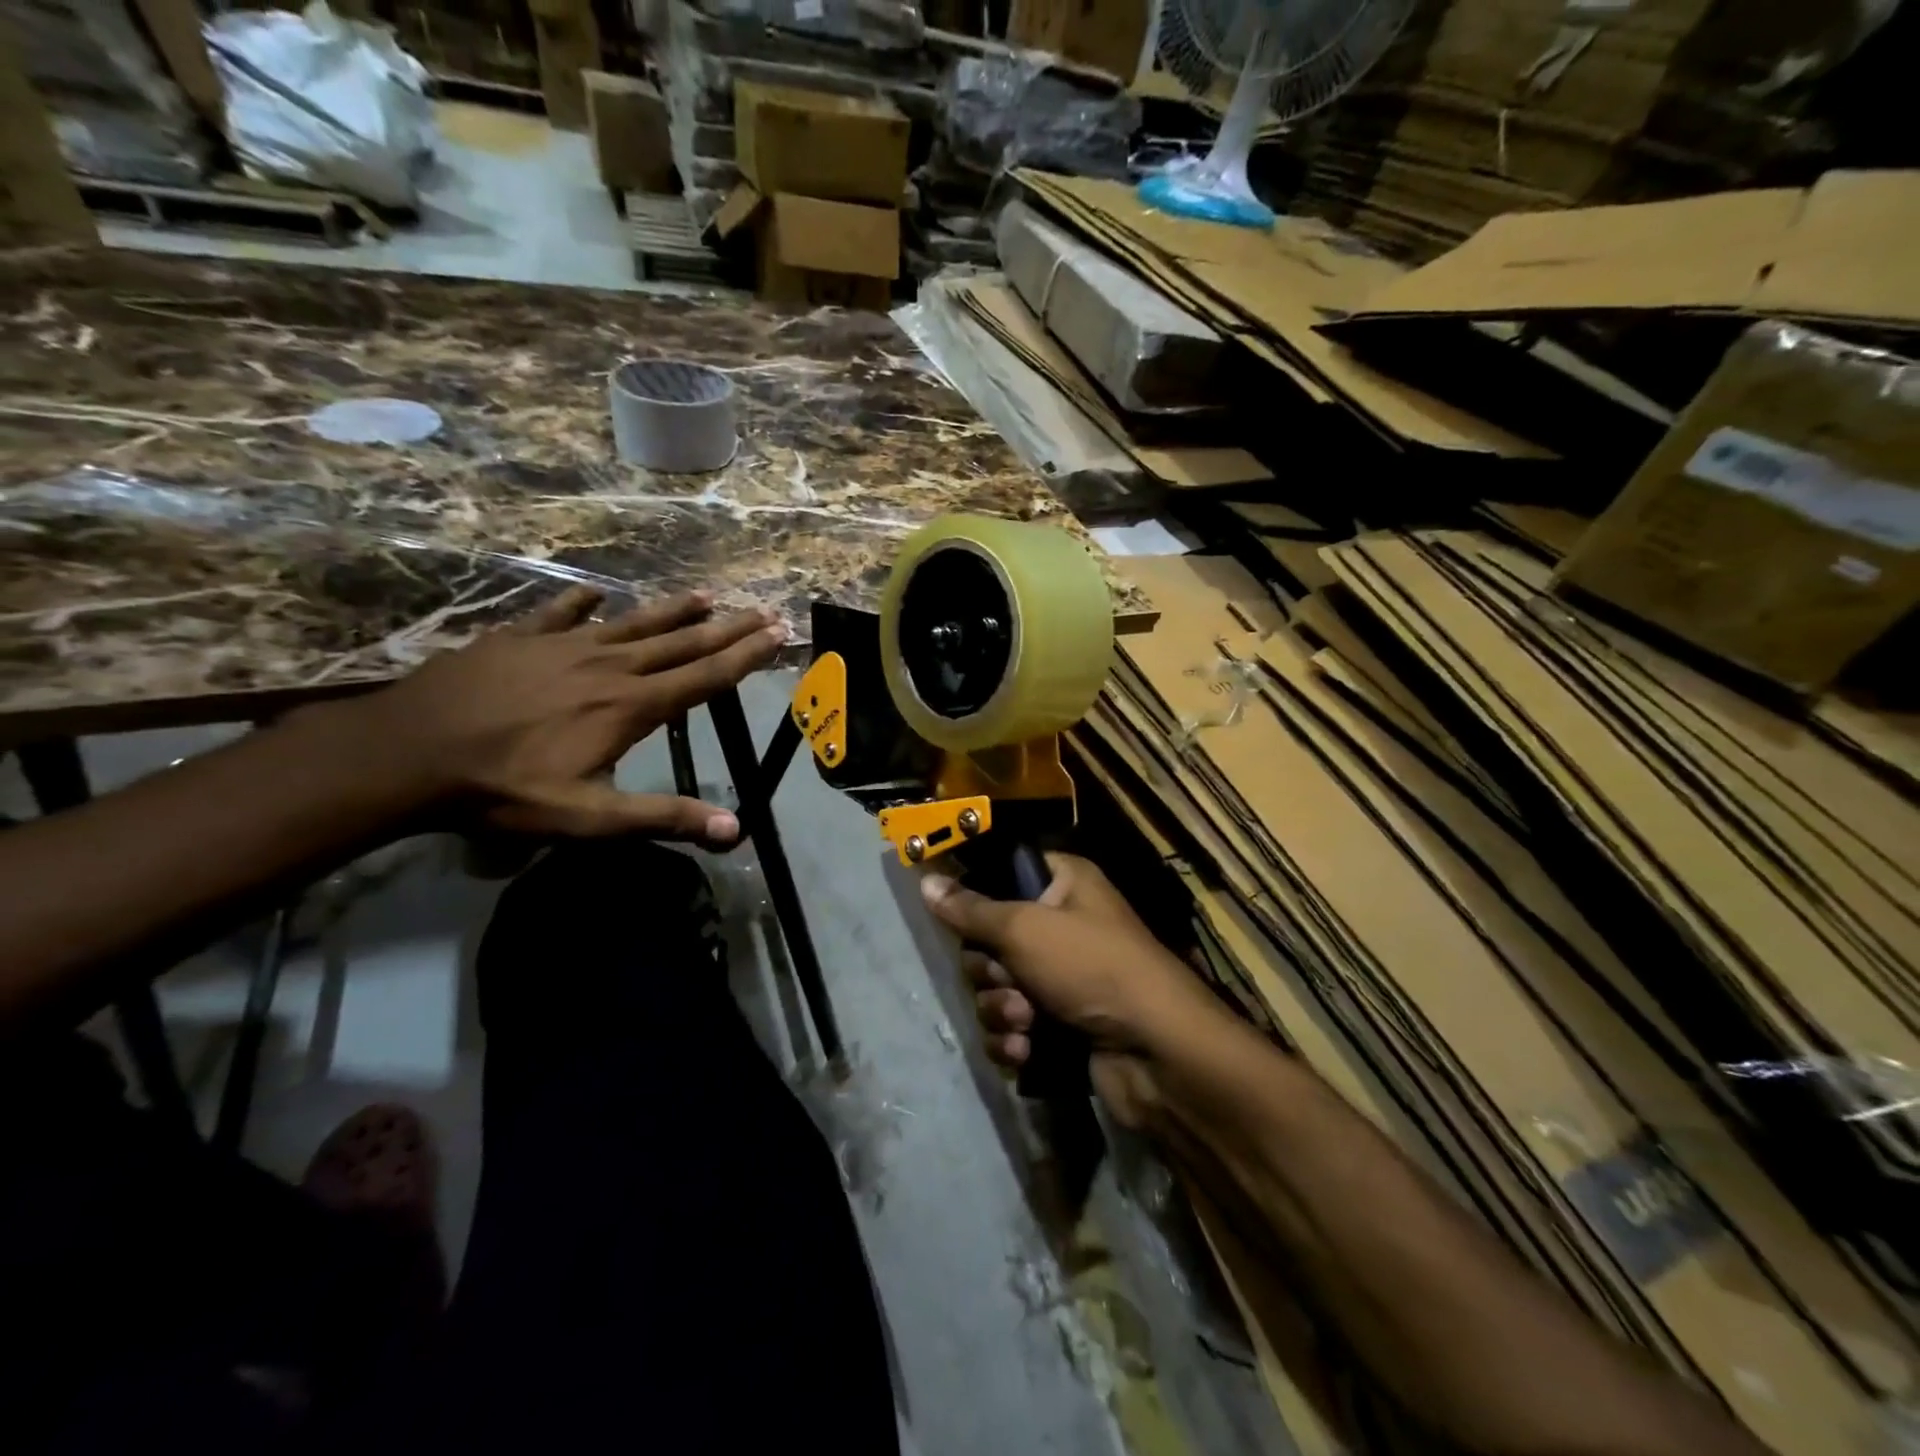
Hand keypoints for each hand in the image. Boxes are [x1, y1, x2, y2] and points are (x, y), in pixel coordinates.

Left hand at [355, 584, 785, 843]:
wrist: (409, 753)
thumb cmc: (506, 789)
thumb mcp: (590, 817)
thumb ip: (664, 818)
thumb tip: (735, 829)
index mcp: (632, 705)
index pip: (706, 676)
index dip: (747, 655)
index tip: (779, 633)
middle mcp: (609, 666)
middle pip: (682, 642)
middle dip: (729, 627)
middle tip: (764, 609)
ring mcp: (563, 646)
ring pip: (633, 622)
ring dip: (673, 609)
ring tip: (707, 594)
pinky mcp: (520, 639)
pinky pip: (560, 613)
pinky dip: (583, 602)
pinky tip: (597, 593)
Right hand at [921, 853, 1223, 1122]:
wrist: (1157, 1053)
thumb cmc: (1091, 967)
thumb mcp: (1025, 928)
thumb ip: (970, 909)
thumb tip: (926, 881)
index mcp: (1063, 885)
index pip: (1003, 874)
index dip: (977, 896)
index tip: (955, 915)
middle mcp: (1061, 925)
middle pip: (990, 941)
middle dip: (990, 970)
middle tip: (1009, 980)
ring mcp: (1061, 979)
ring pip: (997, 989)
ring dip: (1002, 1009)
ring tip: (1027, 1022)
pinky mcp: (1058, 1026)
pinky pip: (1012, 1027)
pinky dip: (1013, 1040)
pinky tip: (1027, 1050)